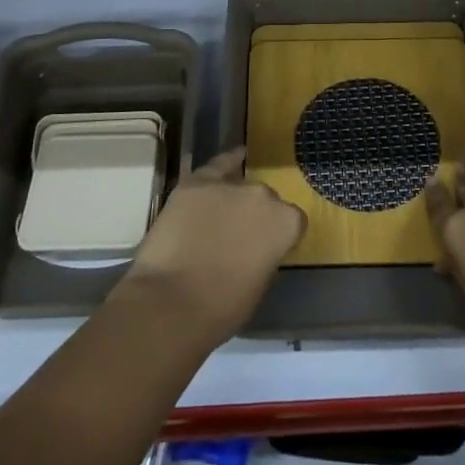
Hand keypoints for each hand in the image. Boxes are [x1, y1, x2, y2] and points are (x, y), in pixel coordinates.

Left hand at [118, 148, 305, 345]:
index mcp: (286, 223)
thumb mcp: (260, 283)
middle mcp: (263, 196)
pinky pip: (216, 166)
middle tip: (238, 240)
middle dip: (254, 216)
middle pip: (265, 201)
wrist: (171, 303)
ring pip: (239, 187)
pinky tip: (234, 157)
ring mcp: (229, 186)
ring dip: (233, 200)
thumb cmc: (222, 307)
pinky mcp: (196, 183)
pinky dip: (225, 164)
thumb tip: (258, 246)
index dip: (277, 237)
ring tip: (218, 219)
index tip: (265, 250)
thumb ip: (266, 254)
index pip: (292, 221)